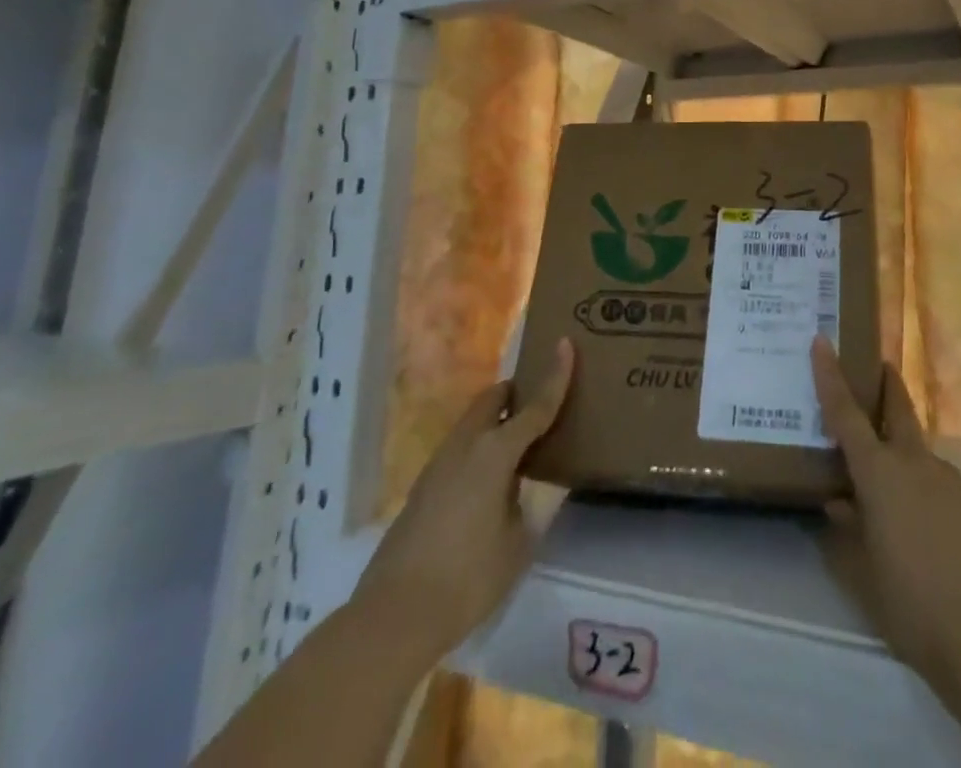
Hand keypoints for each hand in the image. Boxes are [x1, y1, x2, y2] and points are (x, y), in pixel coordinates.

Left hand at [353, 338, 574, 659]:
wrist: (393, 617)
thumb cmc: (468, 577)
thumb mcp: (517, 542)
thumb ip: (526, 503)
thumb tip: (521, 486)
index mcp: (495, 452)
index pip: (535, 406)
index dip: (556, 375)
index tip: (566, 343)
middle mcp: (465, 446)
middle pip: (492, 400)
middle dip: (516, 393)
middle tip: (540, 404)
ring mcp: (439, 464)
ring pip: (473, 422)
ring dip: (496, 420)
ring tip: (519, 444)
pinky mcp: (423, 487)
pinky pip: (460, 448)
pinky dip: (480, 446)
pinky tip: (490, 481)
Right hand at [810, 337, 960, 706]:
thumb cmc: (912, 604)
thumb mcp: (862, 573)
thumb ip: (845, 531)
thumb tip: (837, 504)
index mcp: (880, 472)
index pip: (846, 412)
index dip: (830, 375)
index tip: (821, 340)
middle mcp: (915, 464)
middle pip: (898, 408)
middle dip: (886, 384)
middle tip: (876, 366)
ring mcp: (950, 482)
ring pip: (917, 450)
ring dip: (901, 448)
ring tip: (885, 483)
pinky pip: (936, 482)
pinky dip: (920, 485)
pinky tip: (918, 524)